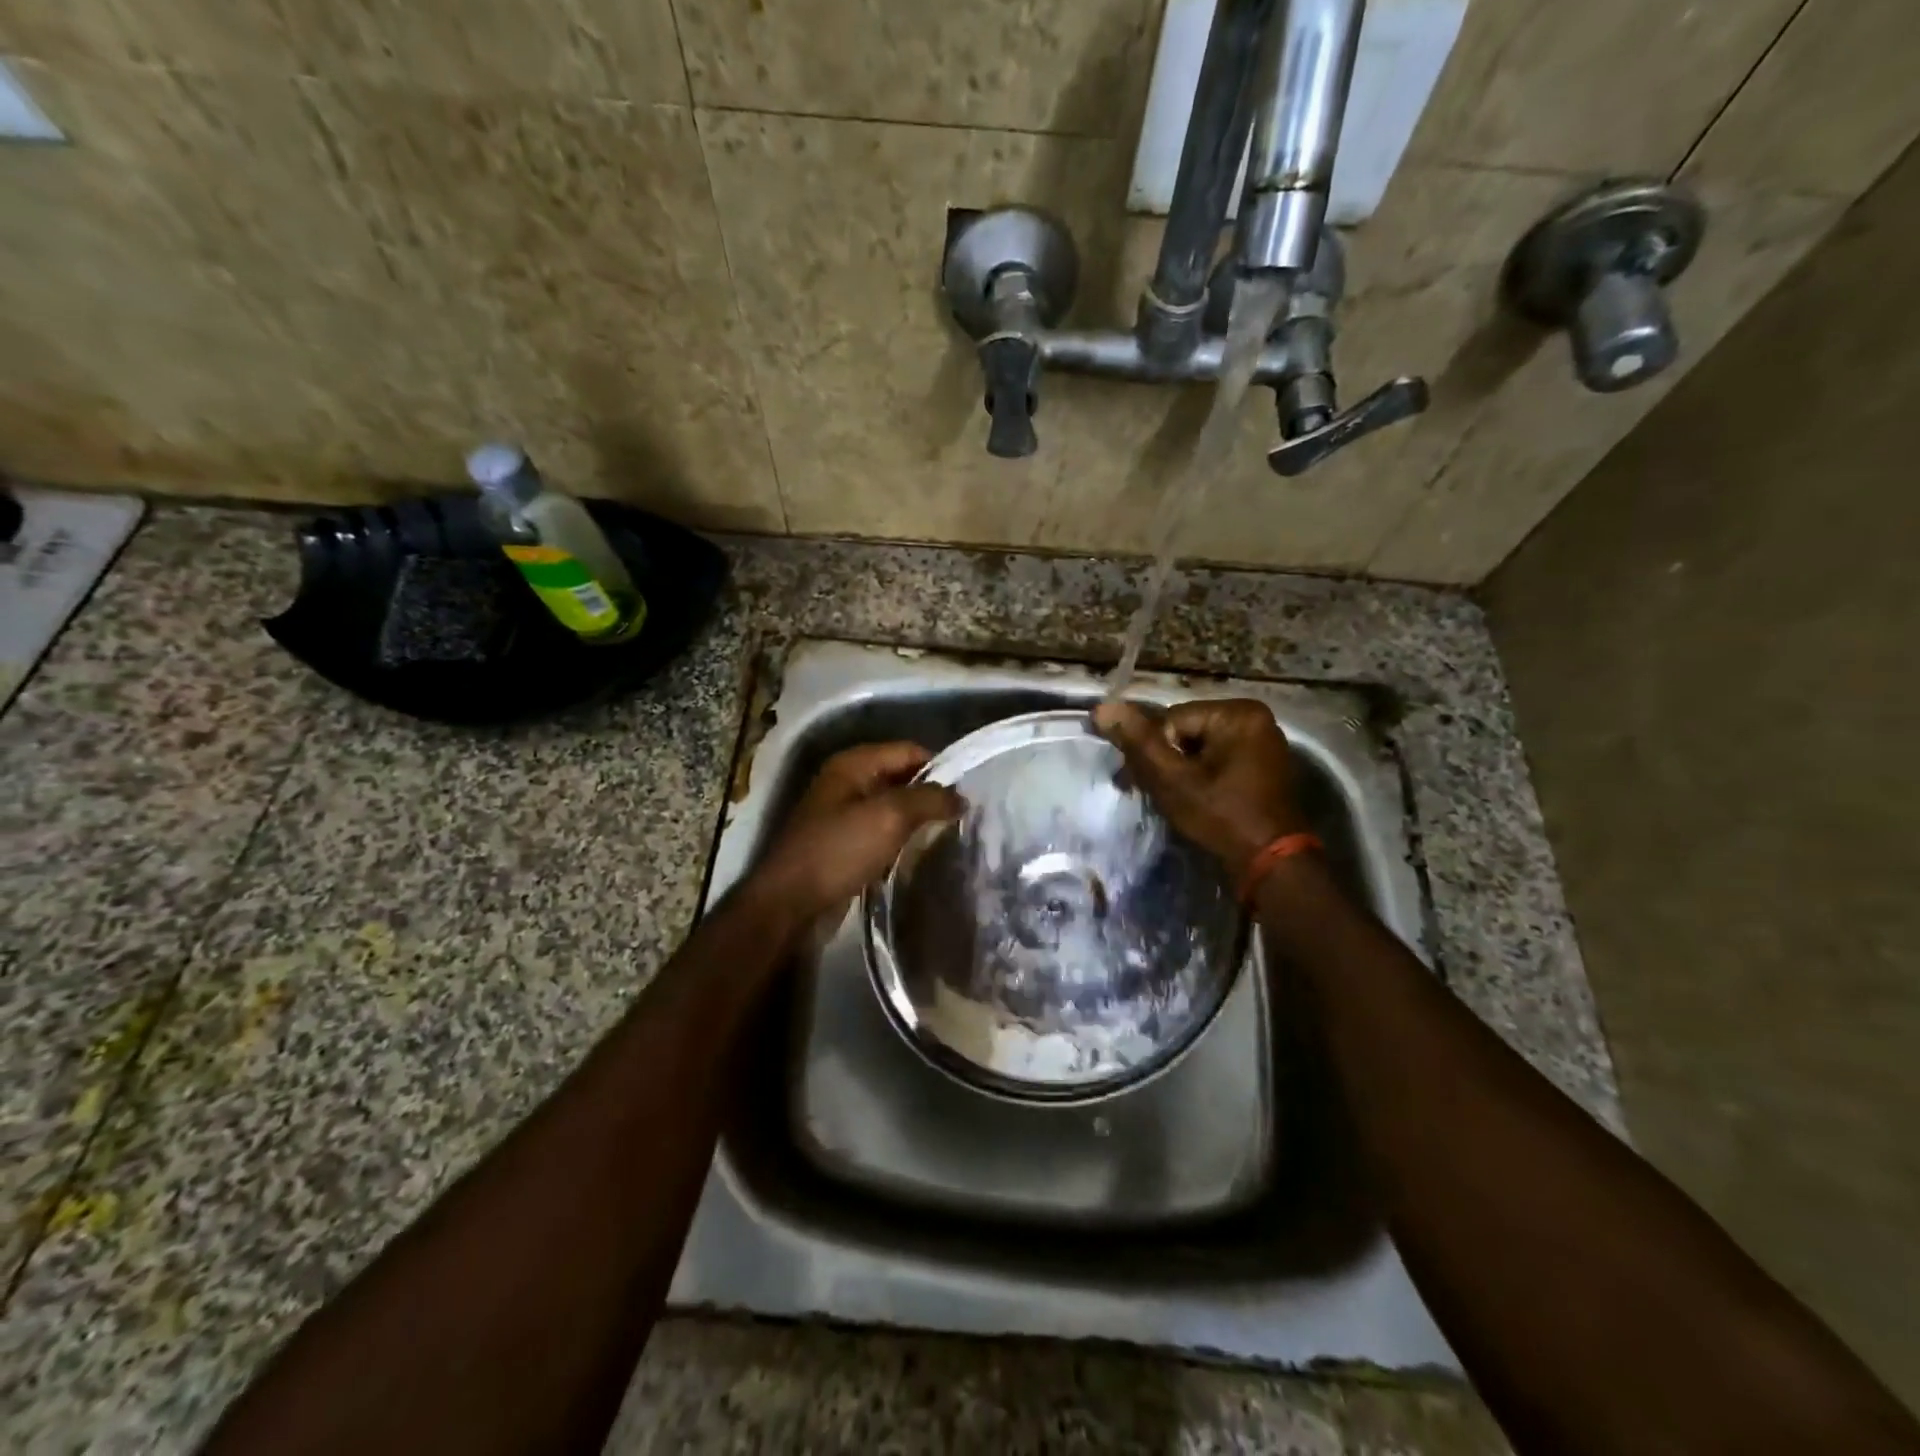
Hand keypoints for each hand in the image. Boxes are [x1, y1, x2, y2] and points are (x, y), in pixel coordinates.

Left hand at [751, 743, 962, 920]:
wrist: (789, 904)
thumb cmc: (838, 850)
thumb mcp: (889, 817)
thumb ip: (928, 800)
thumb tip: (960, 797)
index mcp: (853, 764)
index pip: (909, 750)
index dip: (940, 767)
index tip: (968, 792)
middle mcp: (847, 782)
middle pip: (901, 777)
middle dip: (930, 794)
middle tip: (963, 816)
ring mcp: (842, 814)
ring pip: (892, 807)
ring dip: (917, 819)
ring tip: (949, 835)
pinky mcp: (843, 844)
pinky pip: (881, 833)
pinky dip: (901, 840)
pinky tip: (920, 854)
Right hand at [1092, 699, 1308, 878]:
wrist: (1272, 865)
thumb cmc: (1222, 817)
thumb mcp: (1172, 779)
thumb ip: (1138, 742)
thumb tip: (1102, 708)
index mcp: (1238, 713)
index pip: (1170, 720)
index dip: (1151, 751)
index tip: (1134, 781)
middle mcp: (1255, 719)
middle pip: (1185, 732)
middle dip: (1162, 760)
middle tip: (1145, 790)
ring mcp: (1262, 743)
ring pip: (1199, 748)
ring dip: (1177, 770)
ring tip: (1167, 799)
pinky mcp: (1261, 766)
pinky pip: (1217, 761)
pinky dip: (1199, 777)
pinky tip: (1190, 800)